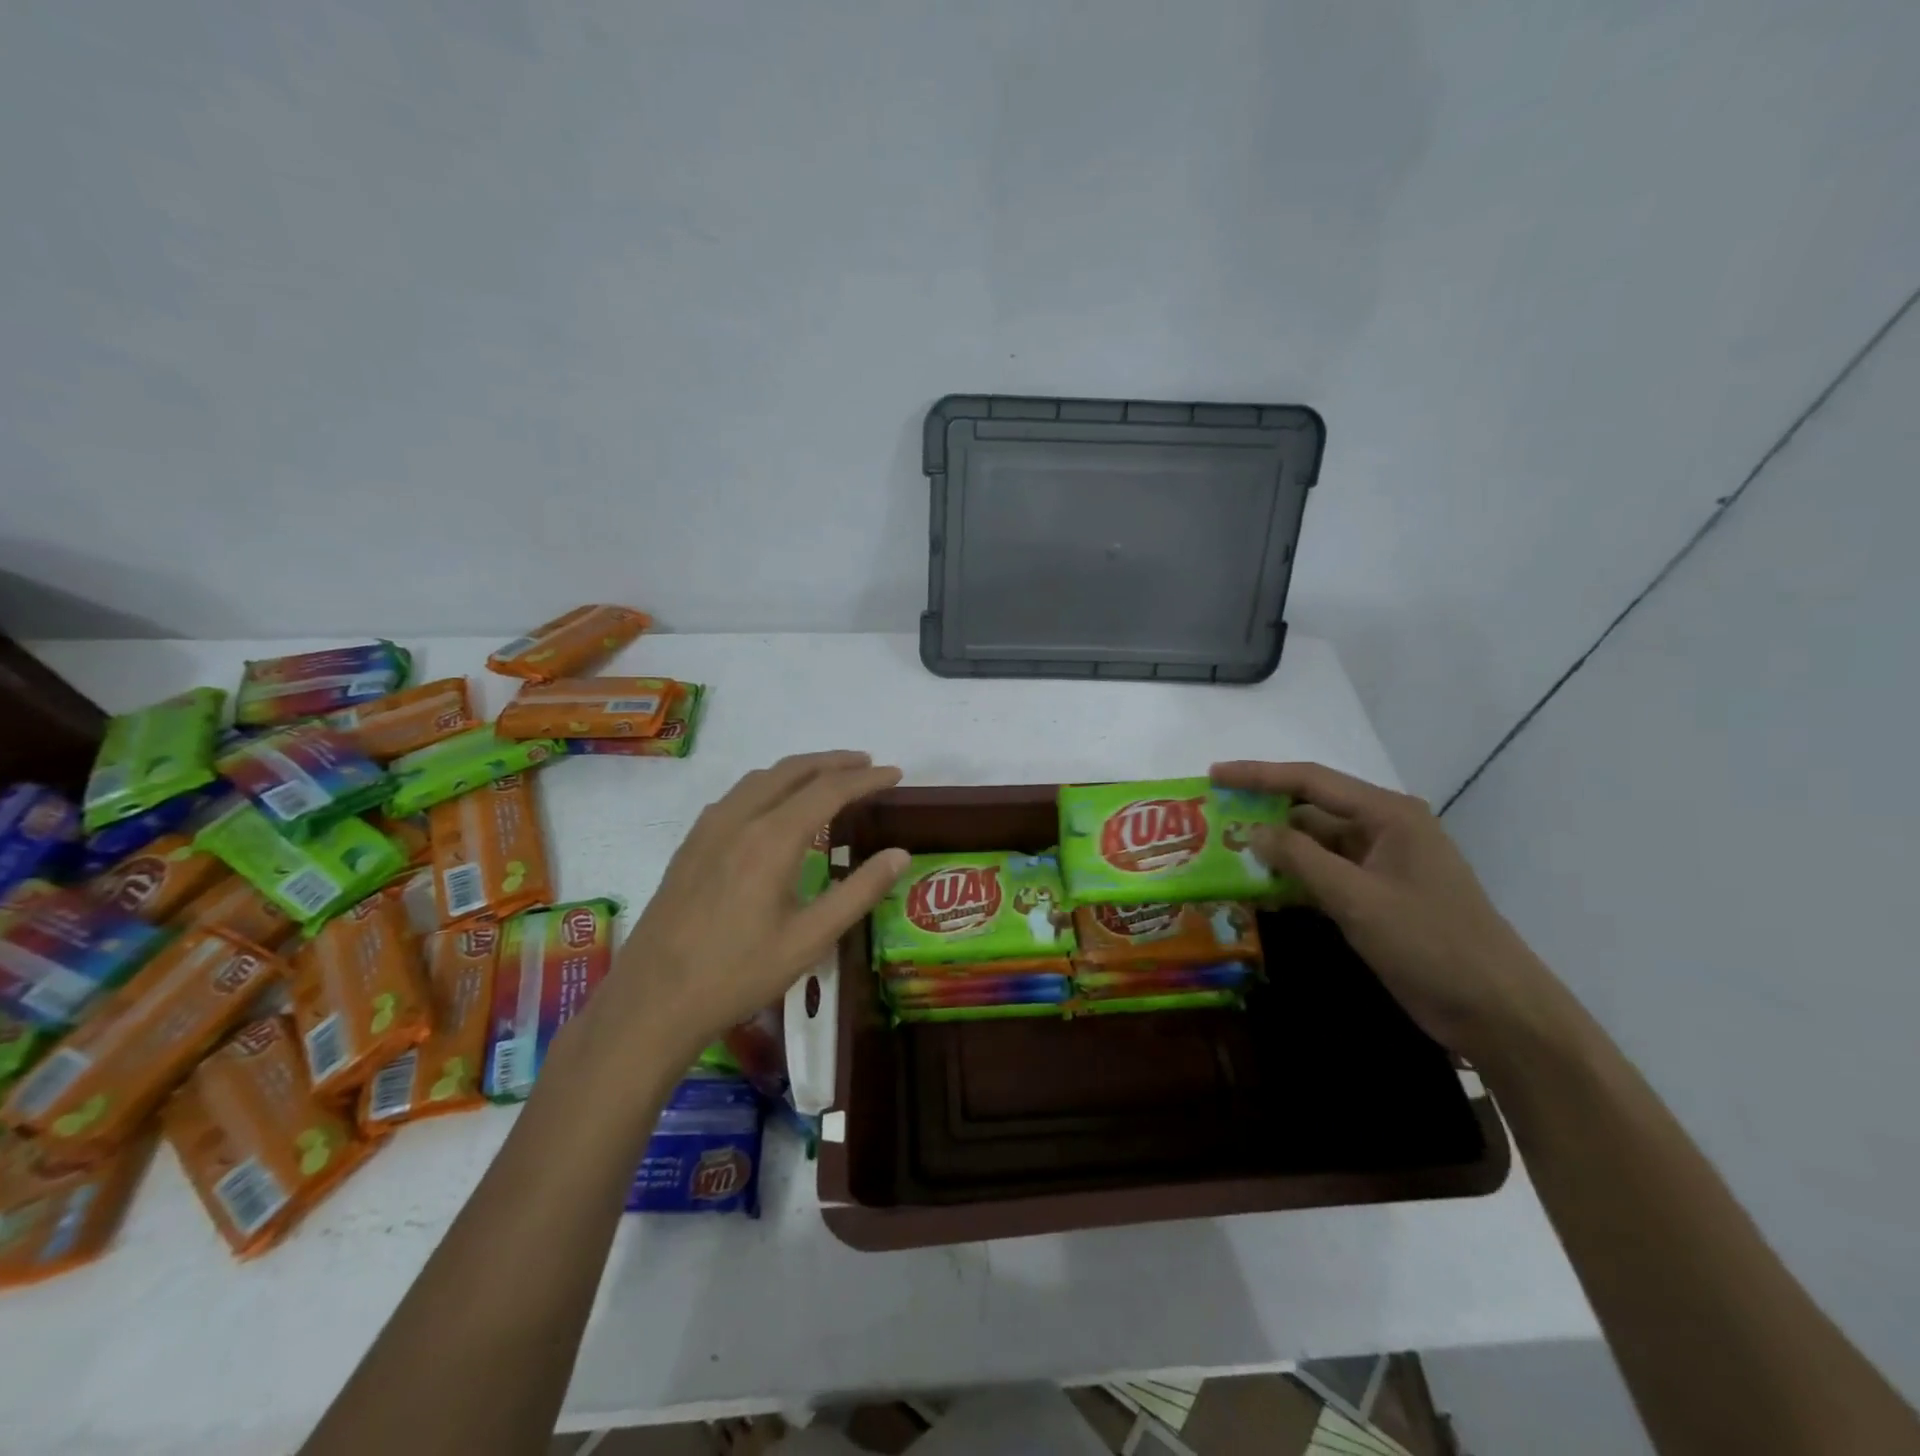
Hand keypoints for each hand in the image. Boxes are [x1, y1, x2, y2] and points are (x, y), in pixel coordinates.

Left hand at [588, 751, 908, 1062]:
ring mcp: (708, 829)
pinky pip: (736, 795)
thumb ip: (858, 892)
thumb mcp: (810, 940)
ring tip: (827, 778)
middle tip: (867, 764)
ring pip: (760, 778)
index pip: (829, 790)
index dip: (866, 778)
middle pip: (792, 770)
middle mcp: (739, 820)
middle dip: (834, 762)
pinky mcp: (690, 844)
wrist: (652, 1001)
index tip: (895, 773)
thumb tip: (900, 854)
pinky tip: (773, 807)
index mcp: (772, 839)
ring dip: (799, 769)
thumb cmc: (738, 974)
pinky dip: (768, 785)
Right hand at [1211, 760, 1575, 1061]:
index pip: (1312, 782)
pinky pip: (1324, 876)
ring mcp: (1380, 866)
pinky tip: (1260, 891)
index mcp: (1388, 815)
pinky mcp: (1376, 898)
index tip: (1214, 776)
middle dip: (1263, 815)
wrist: (1496, 1011)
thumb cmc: (1431, 942)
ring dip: (1275, 852)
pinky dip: (1293, 880)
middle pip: (1311, 811)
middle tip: (1213, 820)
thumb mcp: (1358, 898)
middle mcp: (1383, 830)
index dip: (1259, 775)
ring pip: (1314, 846)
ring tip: (1225, 855)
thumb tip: (1254, 832)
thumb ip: (1301, 860)